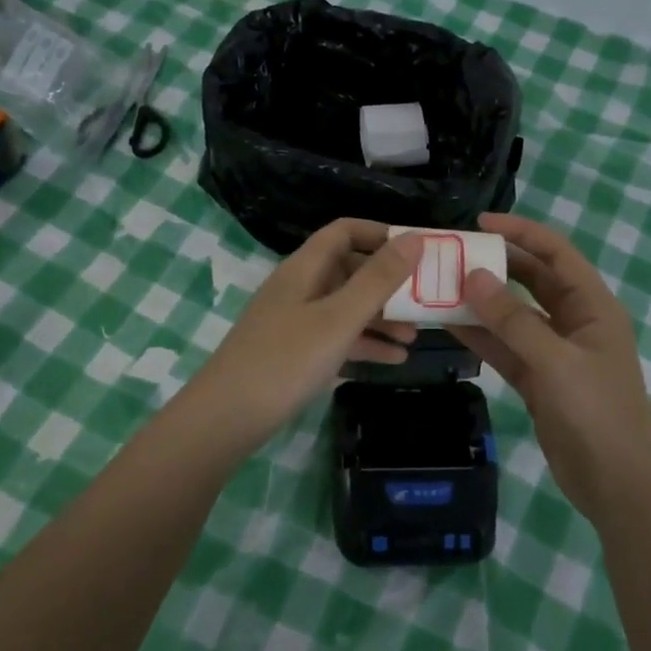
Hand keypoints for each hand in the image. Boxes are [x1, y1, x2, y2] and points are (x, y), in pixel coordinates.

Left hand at [179, 219, 422, 453]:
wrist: (226, 419)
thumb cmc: (286, 360)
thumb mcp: (339, 318)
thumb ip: (378, 279)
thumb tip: (415, 238)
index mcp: (305, 268)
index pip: (344, 232)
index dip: (379, 234)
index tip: (416, 250)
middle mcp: (299, 288)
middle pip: (349, 270)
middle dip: (388, 283)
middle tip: (424, 300)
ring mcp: (295, 322)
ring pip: (345, 307)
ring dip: (381, 318)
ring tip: (415, 337)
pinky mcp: (294, 353)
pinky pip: (337, 338)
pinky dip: (364, 344)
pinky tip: (394, 360)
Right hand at [457, 213, 650, 521]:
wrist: (615, 483)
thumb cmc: (596, 412)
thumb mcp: (555, 361)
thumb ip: (513, 319)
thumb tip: (473, 276)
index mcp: (592, 306)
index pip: (556, 253)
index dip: (521, 232)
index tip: (480, 224)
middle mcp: (574, 321)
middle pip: (532, 279)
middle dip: (496, 265)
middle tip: (453, 255)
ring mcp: (554, 351)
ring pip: (513, 314)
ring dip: (482, 301)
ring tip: (441, 285)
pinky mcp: (537, 379)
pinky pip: (505, 347)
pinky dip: (481, 336)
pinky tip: (448, 324)